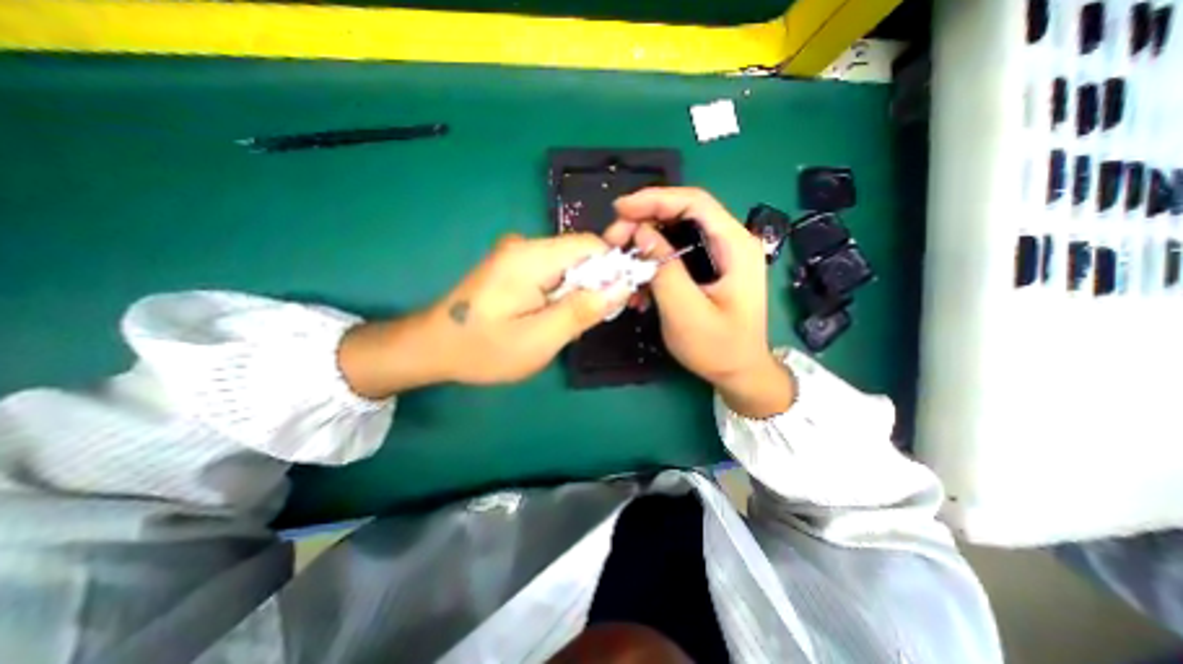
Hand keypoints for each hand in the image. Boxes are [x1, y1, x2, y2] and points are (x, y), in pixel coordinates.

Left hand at [337, 235, 622, 397]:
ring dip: (578, 292)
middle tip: (592, 321)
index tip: (619, 301)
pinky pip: (551, 273)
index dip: (613, 269)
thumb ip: (582, 311)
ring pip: (568, 265)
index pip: (590, 245)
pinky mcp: (512, 267)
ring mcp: (516, 255)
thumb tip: (622, 286)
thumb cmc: (484, 349)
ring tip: (568, 324)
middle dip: (596, 285)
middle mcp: (525, 246)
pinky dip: (561, 293)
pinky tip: (552, 317)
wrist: (432, 347)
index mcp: (531, 257)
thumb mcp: (540, 339)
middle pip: (580, 254)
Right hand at [605, 187, 789, 415]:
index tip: (619, 210)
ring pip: (676, 233)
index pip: (694, 202)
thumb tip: (641, 234)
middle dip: (644, 222)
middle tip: (613, 240)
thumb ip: (665, 271)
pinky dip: (654, 263)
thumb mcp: (686, 313)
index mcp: (735, 245)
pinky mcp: (709, 268)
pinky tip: (640, 286)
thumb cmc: (719, 348)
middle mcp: (731, 241)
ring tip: (622, 264)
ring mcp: (721, 255)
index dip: (654, 200)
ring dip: (645, 245)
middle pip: (683, 214)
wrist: (740, 372)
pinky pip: (677, 254)